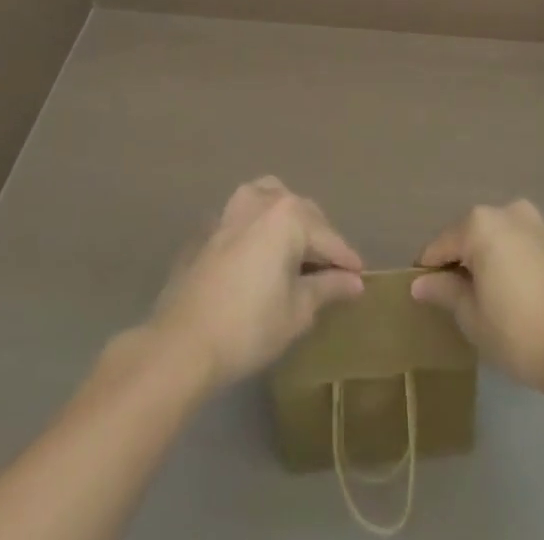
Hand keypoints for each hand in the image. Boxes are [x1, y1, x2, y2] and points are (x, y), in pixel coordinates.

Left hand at [149, 177, 363, 389]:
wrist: (182, 342)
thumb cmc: (249, 326)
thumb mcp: (297, 311)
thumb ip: (328, 288)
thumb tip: (354, 282)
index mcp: (289, 215)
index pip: (329, 237)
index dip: (346, 260)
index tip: (361, 276)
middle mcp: (263, 200)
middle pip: (303, 213)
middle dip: (320, 238)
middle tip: (331, 269)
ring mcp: (233, 209)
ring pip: (272, 200)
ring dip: (289, 219)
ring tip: (298, 250)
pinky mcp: (212, 226)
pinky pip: (247, 215)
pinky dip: (262, 225)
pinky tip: (263, 252)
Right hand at [411, 200, 543, 394]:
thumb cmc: (519, 330)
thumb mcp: (473, 317)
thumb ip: (445, 292)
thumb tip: (421, 283)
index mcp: (481, 223)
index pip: (442, 244)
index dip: (429, 270)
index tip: (424, 293)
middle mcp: (510, 211)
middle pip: (474, 235)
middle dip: (464, 262)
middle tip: (460, 300)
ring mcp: (541, 224)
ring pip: (504, 240)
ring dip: (494, 261)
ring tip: (494, 300)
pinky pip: (529, 249)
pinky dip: (519, 265)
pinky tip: (524, 299)